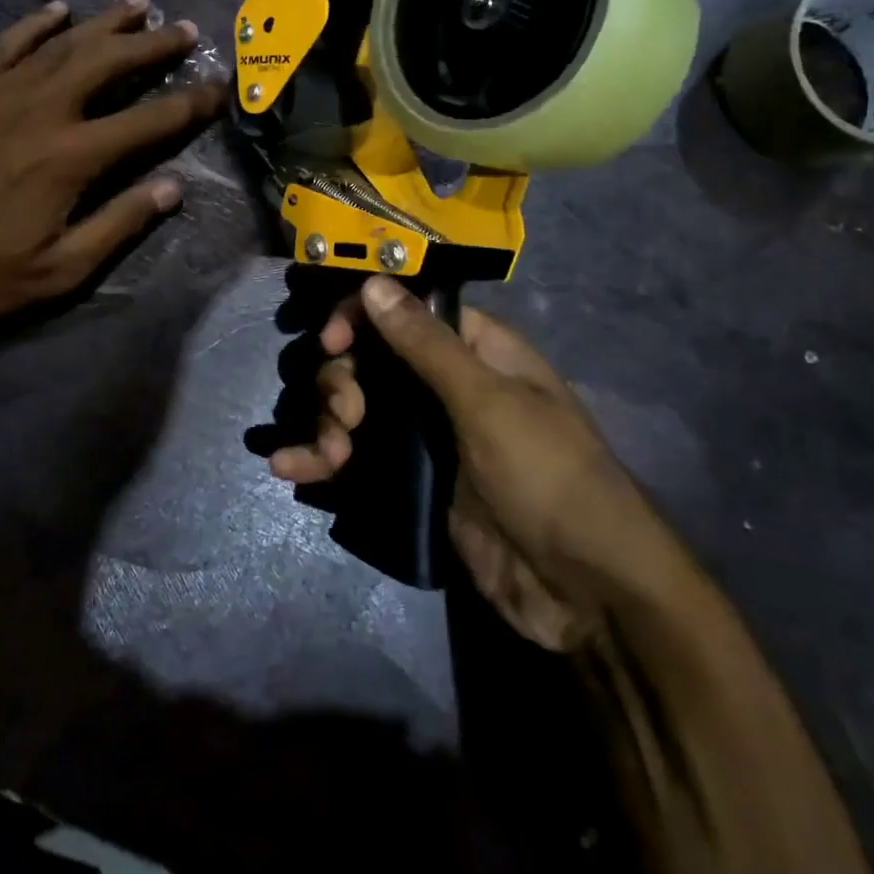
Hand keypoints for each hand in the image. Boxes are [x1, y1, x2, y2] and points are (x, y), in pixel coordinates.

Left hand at [0, 0, 223, 329]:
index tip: (220, 87)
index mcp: (71, 157)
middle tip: (186, 30)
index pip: (149, 121)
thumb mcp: (59, 270)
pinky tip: (57, 9)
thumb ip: (119, 224)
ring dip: (105, 22)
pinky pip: (6, 44)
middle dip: (153, 45)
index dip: (190, 103)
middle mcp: (41, 110)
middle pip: (109, 63)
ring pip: (62, 42)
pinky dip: (35, 23)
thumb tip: (173, 188)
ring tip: (139, 4)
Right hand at [270, 276, 662, 650]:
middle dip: (343, 380)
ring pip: (357, 408)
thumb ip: (426, 344)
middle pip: (370, 359)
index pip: (404, 310)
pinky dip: (321, 459)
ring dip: (328, 422)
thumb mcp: (487, 402)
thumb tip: (374, 283)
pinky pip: (358, 458)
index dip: (362, 317)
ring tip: (330, 456)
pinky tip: (288, 466)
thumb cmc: (547, 476)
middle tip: (348, 415)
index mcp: (475, 351)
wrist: (585, 590)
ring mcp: (427, 437)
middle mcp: (446, 386)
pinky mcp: (413, 482)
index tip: (332, 342)